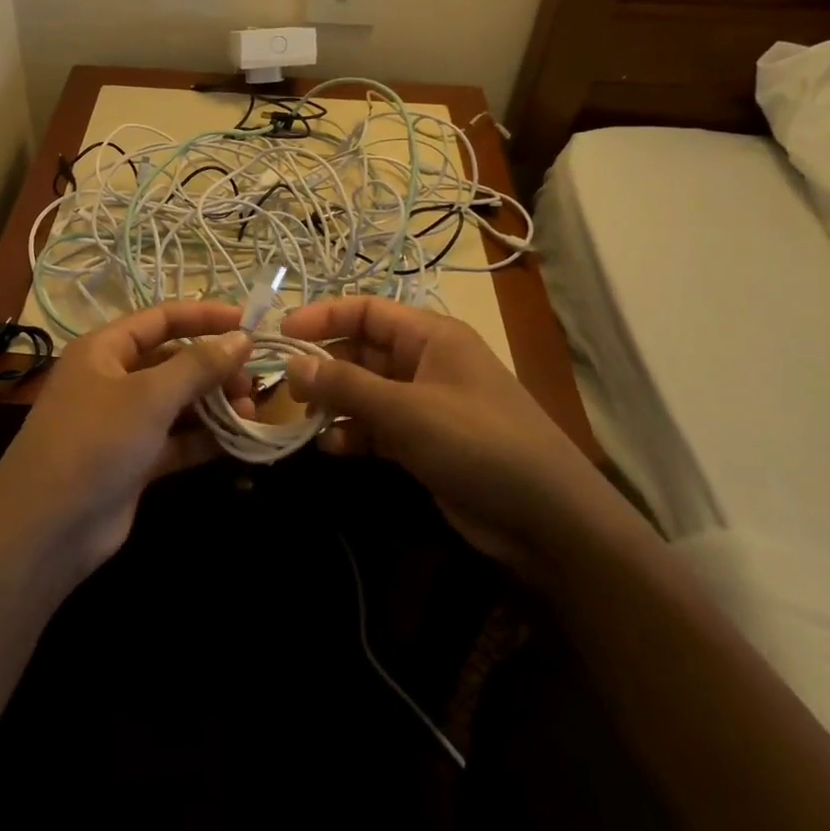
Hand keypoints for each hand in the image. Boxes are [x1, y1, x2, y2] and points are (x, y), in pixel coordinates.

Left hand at [0, 302, 254, 580]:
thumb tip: (243, 338)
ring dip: (213, 404)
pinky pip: (175, 440)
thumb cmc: (95, 442)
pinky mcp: (132, 462)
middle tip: (252, 384)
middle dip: (214, 368)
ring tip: (250, 413)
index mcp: (104, 349)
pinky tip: (237, 441)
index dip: (204, 317)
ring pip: (177, 402)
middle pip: (172, 361)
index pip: (161, 319)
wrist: (46, 530)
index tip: (249, 323)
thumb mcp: (149, 396)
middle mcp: (112, 379)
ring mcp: (121, 423)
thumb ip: (199, 365)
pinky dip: (203, 439)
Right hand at [280, 297, 613, 570]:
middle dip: (324, 365)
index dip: (323, 316)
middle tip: (282, 384)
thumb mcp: (406, 410)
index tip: (281, 333)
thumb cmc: (477, 443)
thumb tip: (292, 364)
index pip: (366, 310)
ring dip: (335, 402)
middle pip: (362, 351)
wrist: (548, 519)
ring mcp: (426, 404)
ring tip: (302, 418)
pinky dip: (354, 433)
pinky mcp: (425, 442)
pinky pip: (378, 426)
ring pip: (366, 391)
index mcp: (430, 336)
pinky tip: (331, 448)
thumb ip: (345, 385)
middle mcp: (426, 362)